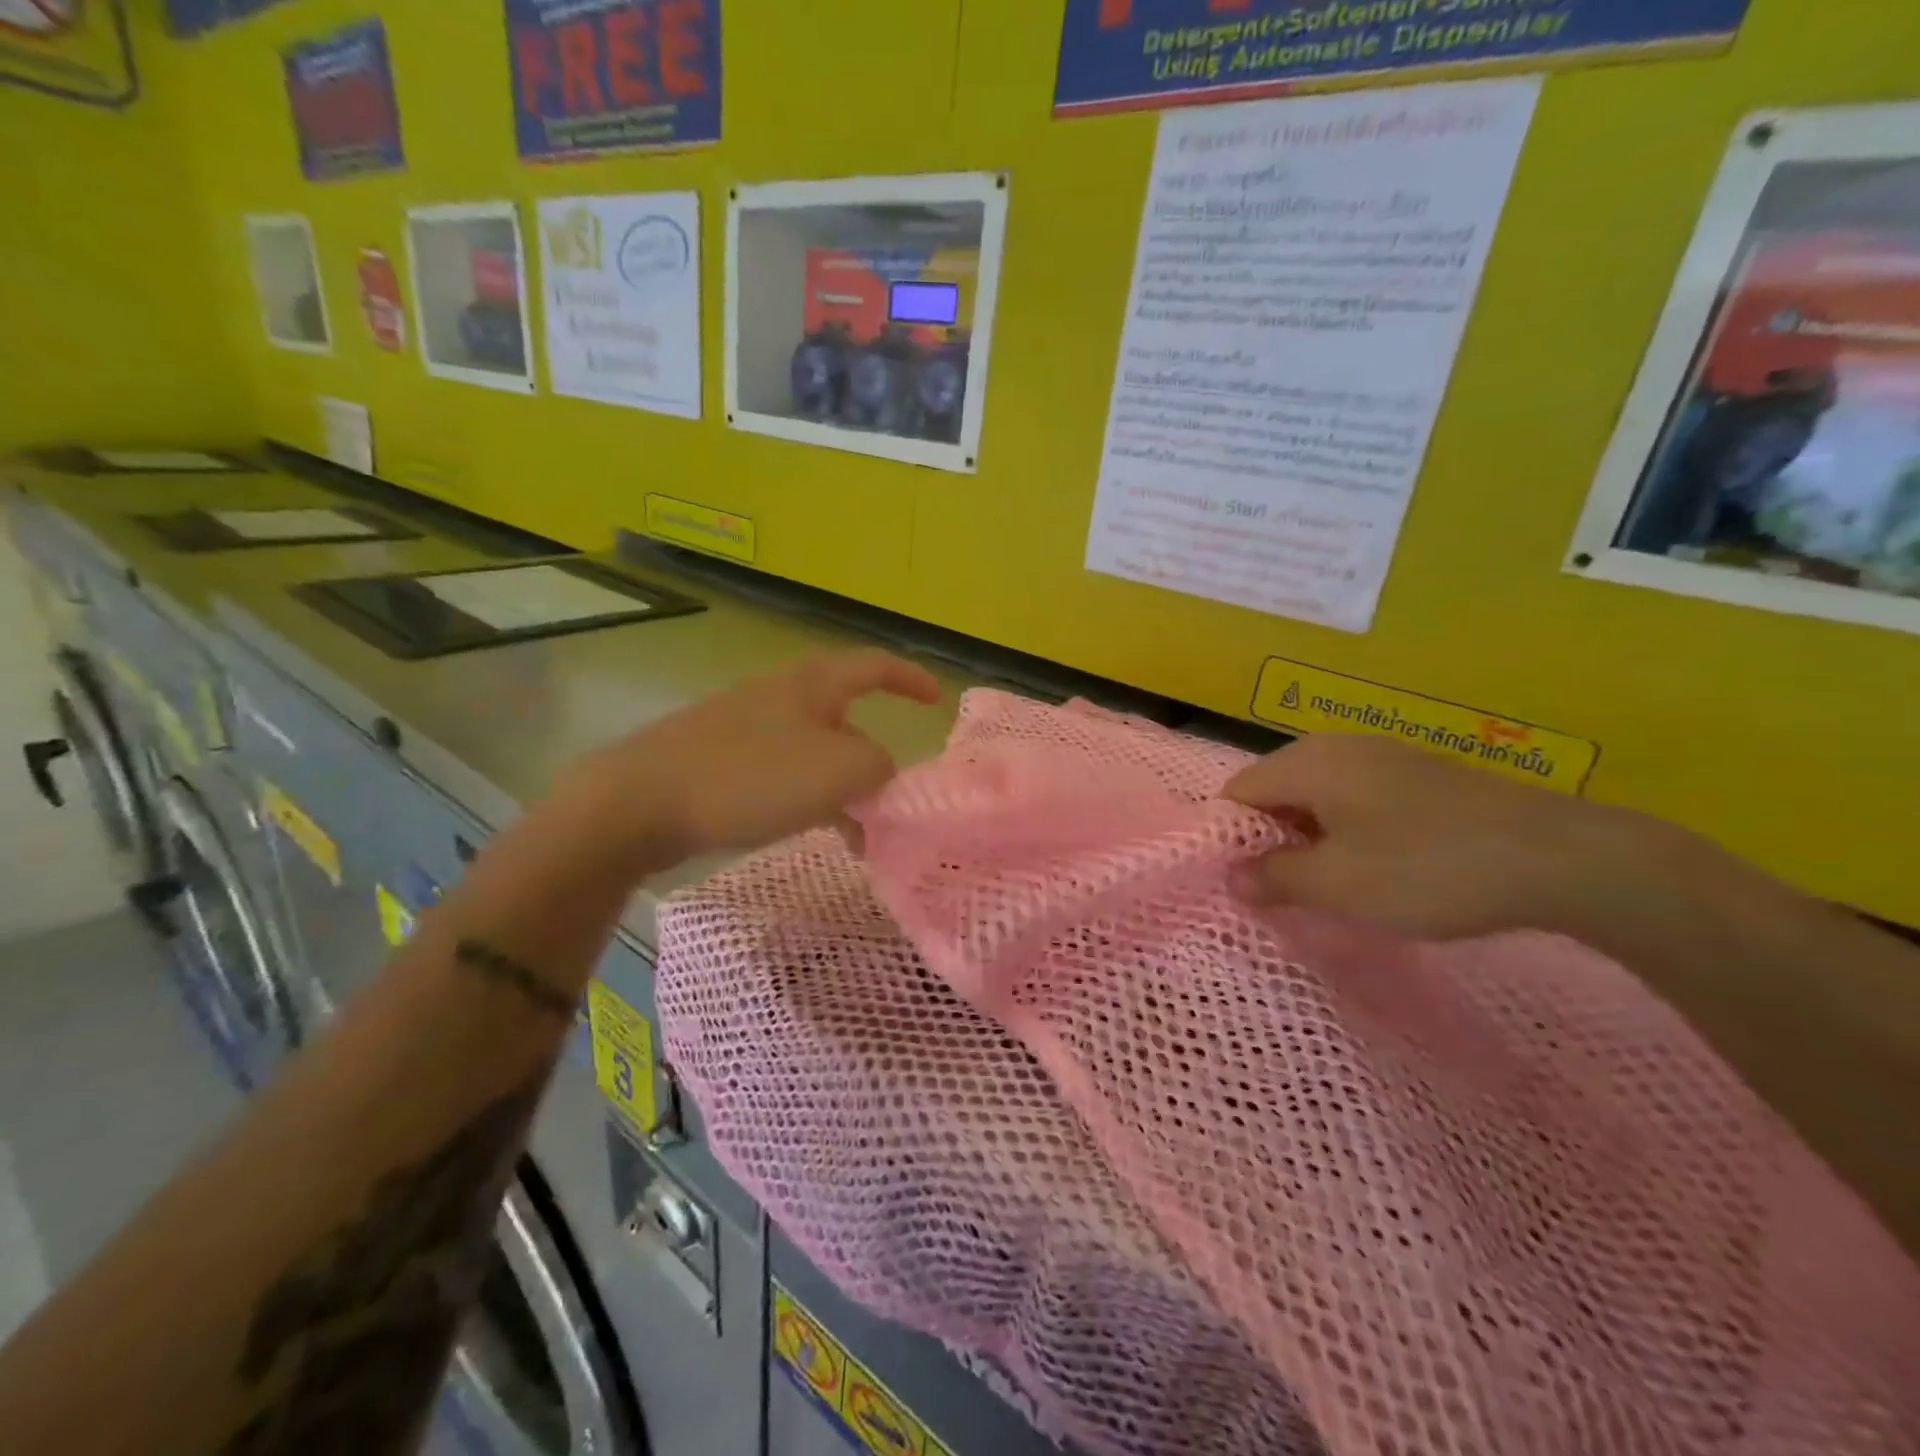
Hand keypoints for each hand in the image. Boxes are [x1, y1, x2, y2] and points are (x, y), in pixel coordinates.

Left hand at [555, 649, 941, 864]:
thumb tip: (881, 774)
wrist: (640, 801)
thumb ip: (879, 768)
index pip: (873, 665)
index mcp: (811, 685)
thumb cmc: (750, 776)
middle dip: (873, 759)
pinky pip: (781, 777)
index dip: (909, 678)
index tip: (936, 700)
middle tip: (890, 802)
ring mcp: (745, 730)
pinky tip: (812, 834)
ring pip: (813, 755)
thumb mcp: (838, 770)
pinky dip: (807, 801)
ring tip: (858, 837)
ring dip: (841, 789)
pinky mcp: (720, 764)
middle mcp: (780, 698)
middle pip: (844, 720)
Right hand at [1221, 732, 1678, 941]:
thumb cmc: (1427, 869)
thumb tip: (1230, 877)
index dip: (1230, 839)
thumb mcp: (1338, 884)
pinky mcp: (1415, 772)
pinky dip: (1345, 829)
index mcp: (1307, 762)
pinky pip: (1353, 796)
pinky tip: (1374, 865)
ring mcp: (1379, 754)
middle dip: (1269, 840)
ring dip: (1308, 838)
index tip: (1246, 884)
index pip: (1237, 793)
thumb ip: (1273, 878)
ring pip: (1315, 795)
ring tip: (1328, 884)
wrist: (1560, 857)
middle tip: (1284, 891)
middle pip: (1273, 791)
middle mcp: (1335, 746)